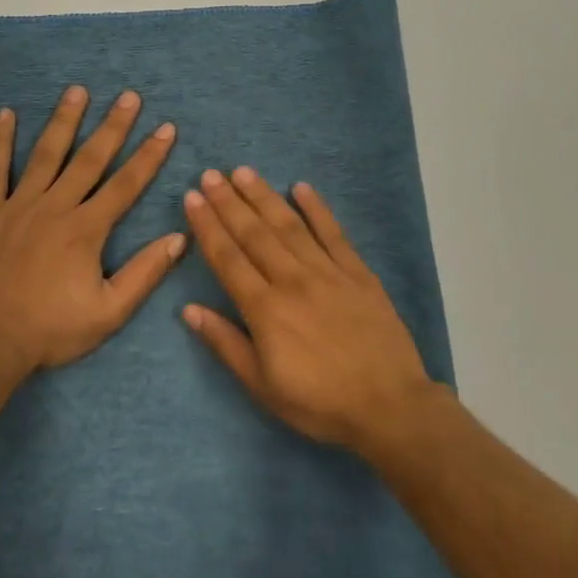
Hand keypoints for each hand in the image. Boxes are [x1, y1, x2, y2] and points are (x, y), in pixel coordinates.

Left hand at [0, 86, 184, 378]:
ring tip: (78, 91)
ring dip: (64, 121)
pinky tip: (5, 115)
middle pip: (89, 159)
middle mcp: (55, 208)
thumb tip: (179, 238)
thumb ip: (144, 273)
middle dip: (113, 126)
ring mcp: (18, 206)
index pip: (126, 185)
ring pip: (45, 155)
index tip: (166, 128)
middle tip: (129, 97)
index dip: (148, 156)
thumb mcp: (109, 312)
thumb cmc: (50, 331)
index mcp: (86, 230)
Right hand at [181, 167, 436, 451]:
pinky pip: (334, 234)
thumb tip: (189, 310)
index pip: (228, 258)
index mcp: (265, 309)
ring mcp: (328, 272)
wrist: (388, 405)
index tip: (193, 198)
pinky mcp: (358, 273)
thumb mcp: (262, 386)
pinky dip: (317, 209)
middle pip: (254, 234)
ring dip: (264, 197)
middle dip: (229, 202)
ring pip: (290, 226)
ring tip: (244, 172)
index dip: (208, 226)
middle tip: (211, 174)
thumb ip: (226, 344)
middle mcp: (293, 280)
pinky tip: (301, 187)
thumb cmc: (319, 402)